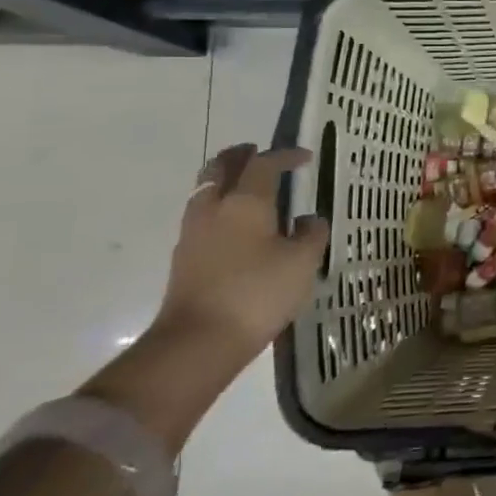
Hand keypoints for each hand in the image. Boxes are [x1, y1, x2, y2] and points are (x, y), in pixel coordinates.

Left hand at [156, 144, 329, 362]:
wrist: (198, 342)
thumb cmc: (257, 293)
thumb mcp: (302, 262)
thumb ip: (311, 234)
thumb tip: (307, 220)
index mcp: (245, 202)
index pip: (264, 164)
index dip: (286, 156)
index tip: (306, 157)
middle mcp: (214, 208)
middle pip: (221, 167)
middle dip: (241, 156)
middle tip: (259, 154)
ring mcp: (193, 233)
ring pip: (206, 190)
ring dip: (226, 180)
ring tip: (248, 187)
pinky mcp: (184, 257)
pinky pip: (202, 215)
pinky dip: (219, 206)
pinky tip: (236, 224)